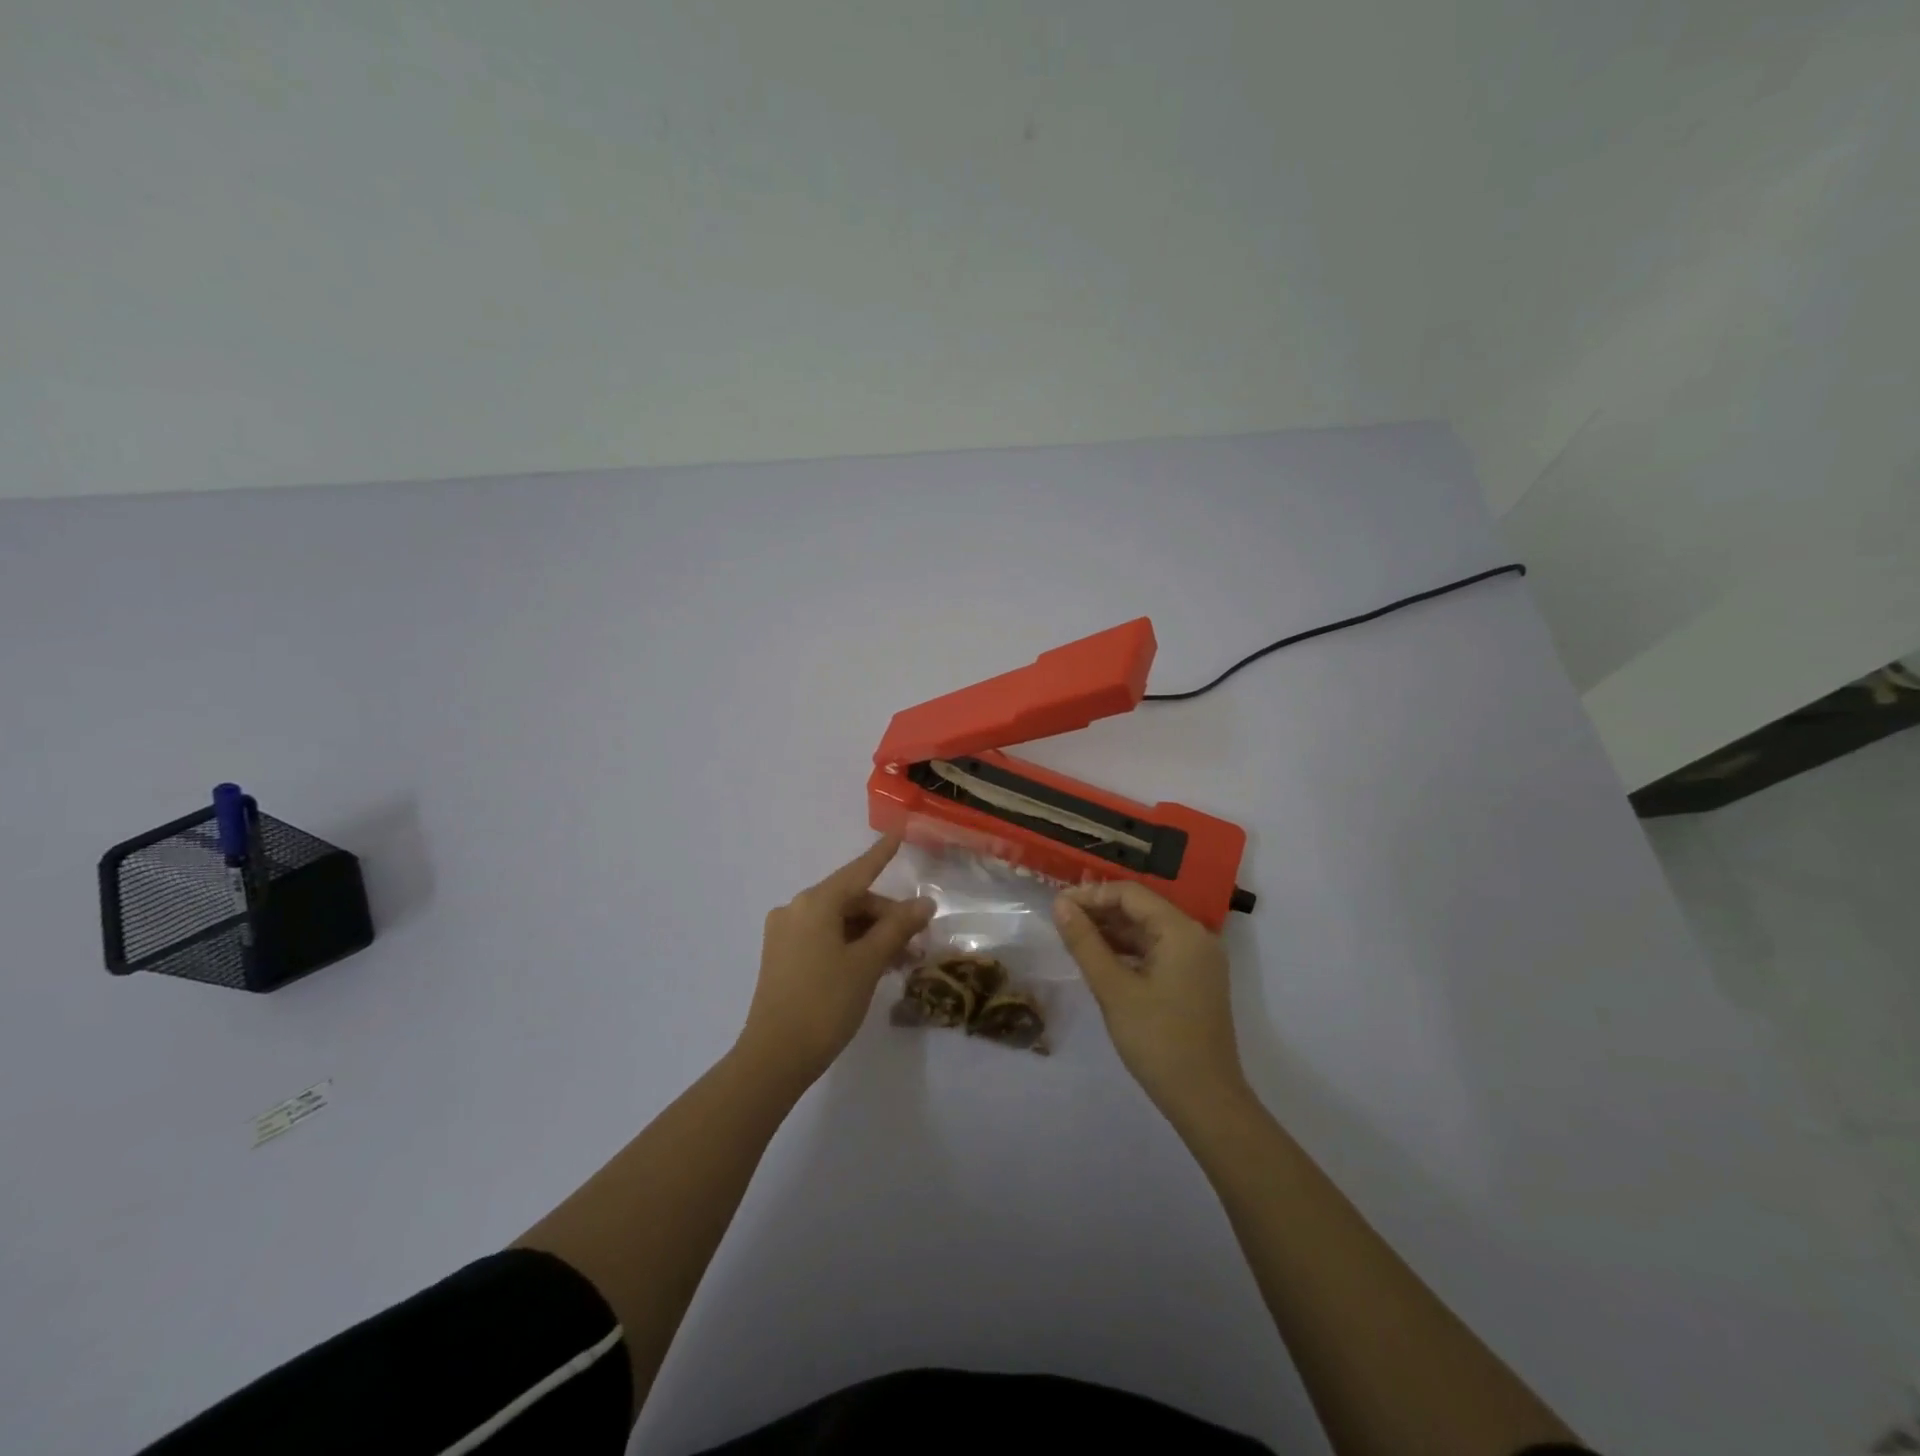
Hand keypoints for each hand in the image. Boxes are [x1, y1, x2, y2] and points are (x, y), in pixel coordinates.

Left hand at [738, 837, 933, 1088]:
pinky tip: (874, 966)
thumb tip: (924, 903)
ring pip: (839, 921)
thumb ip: (897, 928)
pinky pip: (824, 938)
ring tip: (902, 960)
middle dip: (886, 916)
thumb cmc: (825, 1003)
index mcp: (815, 903)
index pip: (858, 871)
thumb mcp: (868, 963)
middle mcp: (796, 909)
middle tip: (918, 940)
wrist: (774, 1057)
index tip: (898, 834)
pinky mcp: (782, 957)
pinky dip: (851, 945)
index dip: (881, 855)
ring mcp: (785, 934)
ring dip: (871, 935)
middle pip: (851, 900)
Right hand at [1054, 881, 1248, 1117]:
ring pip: (1147, 930)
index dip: (1092, 894)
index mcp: (1181, 931)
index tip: (1058, 906)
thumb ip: (1085, 942)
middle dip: (1100, 911)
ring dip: (1112, 931)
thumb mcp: (1113, 989)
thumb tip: (1060, 904)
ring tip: (1074, 938)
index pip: (1131, 893)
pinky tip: (1100, 959)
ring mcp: (1198, 959)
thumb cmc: (1158, 1040)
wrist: (1205, 1100)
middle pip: (1141, 908)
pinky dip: (1128, 951)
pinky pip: (1157, 951)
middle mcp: (1195, 936)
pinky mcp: (1194, 979)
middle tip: (1061, 922)